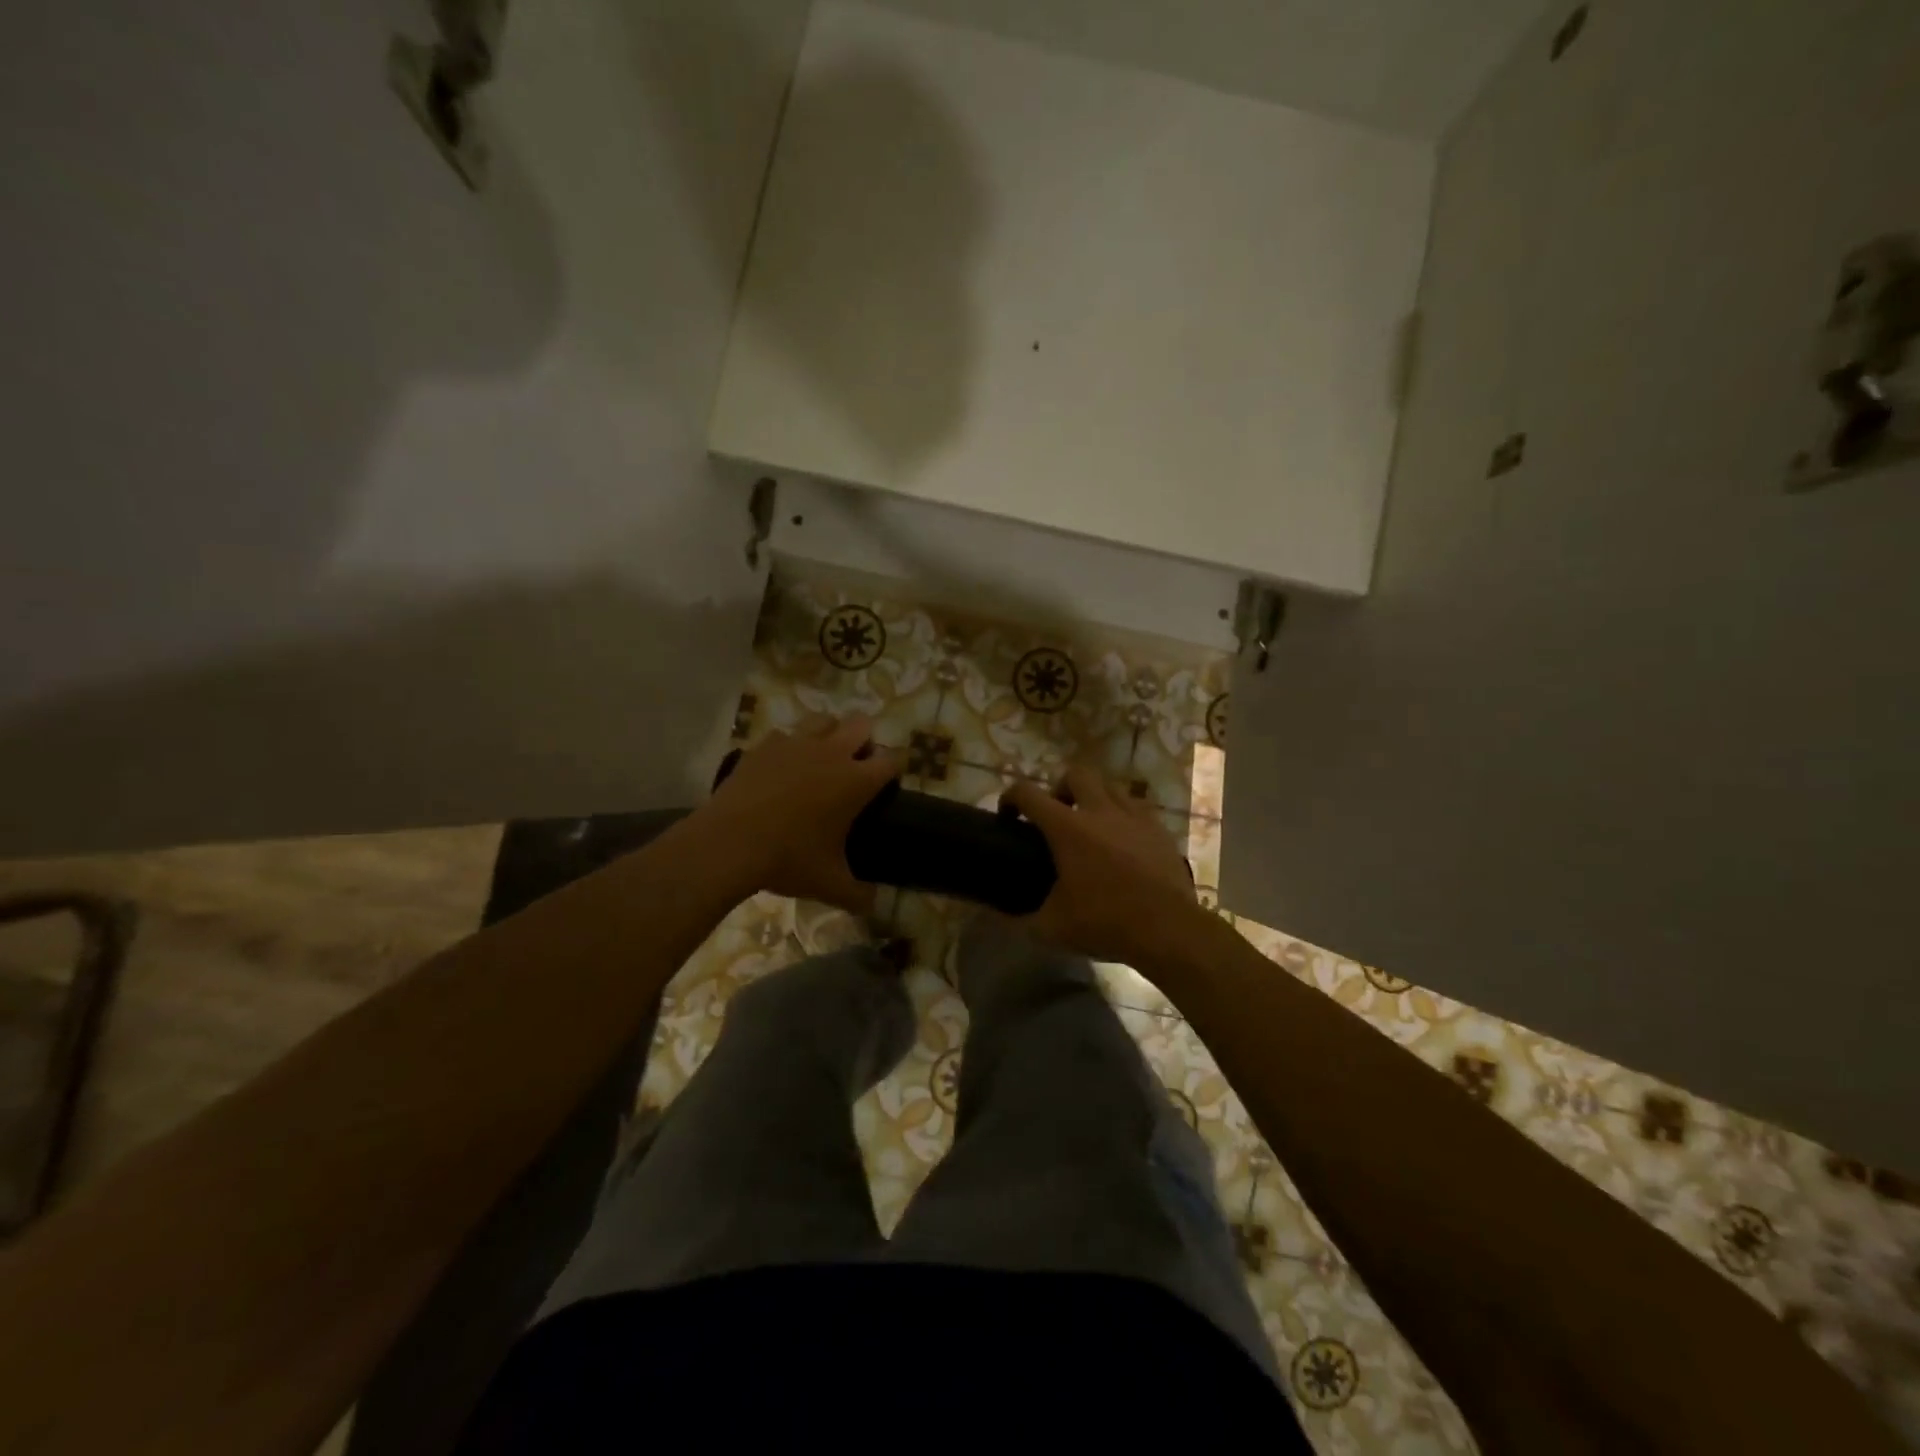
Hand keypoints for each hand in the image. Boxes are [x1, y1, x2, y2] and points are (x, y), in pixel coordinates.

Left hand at [703, 715, 900, 912]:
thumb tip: (872, 904)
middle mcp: (832, 753)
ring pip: (824, 720)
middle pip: (862, 725)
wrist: (729, 843)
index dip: (893, 769)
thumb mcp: (828, 884)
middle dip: (864, 741)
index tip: (886, 784)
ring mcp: (796, 743)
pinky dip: (788, 747)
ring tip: (820, 759)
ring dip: (829, 734)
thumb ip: (858, 895)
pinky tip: (781, 768)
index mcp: (856, 781)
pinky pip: (785, 735)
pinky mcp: (765, 745)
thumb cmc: (788, 860)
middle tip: (854, 767)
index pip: (892, 760)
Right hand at [1003, 766, 1199, 963]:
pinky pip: (1137, 807)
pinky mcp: (1160, 829)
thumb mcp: (1052, 928)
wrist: (1169, 930)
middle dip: (1060, 787)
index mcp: (1067, 828)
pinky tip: (1123, 840)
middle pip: (1076, 774)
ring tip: (1092, 824)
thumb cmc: (1105, 923)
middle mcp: (1100, 811)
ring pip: (1110, 785)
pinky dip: (1123, 815)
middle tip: (1057, 814)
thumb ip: (1019, 920)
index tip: (1008, 814)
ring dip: (1095, 797)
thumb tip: (993, 918)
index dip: (1011, 797)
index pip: (1028, 793)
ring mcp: (1135, 816)